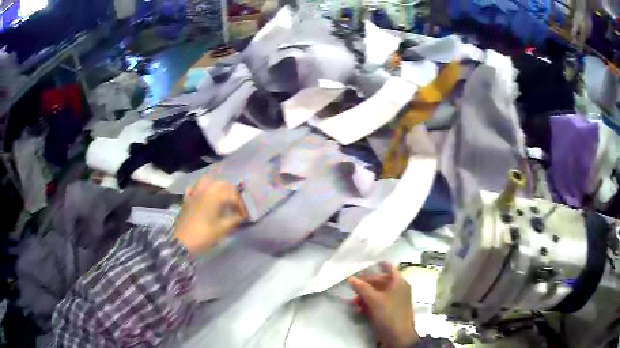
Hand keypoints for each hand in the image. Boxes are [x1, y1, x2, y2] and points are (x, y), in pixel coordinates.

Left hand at [174, 177, 246, 253]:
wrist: (182, 242)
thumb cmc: (203, 235)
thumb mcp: (222, 229)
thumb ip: (234, 220)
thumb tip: (243, 215)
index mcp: (214, 197)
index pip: (232, 194)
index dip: (240, 203)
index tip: (244, 213)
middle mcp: (204, 191)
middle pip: (220, 183)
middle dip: (230, 191)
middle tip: (234, 202)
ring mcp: (194, 194)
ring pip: (205, 180)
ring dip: (214, 184)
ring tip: (219, 194)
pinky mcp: (186, 200)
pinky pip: (192, 188)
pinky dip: (198, 188)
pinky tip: (201, 195)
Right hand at [349, 262, 418, 347]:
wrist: (398, 337)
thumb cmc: (389, 314)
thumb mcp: (374, 300)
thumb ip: (362, 288)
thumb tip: (351, 278)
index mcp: (399, 282)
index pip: (389, 268)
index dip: (378, 265)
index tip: (364, 265)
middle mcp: (398, 289)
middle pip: (380, 281)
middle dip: (365, 284)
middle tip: (352, 287)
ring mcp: (394, 301)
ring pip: (377, 293)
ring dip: (364, 296)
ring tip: (353, 303)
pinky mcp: (389, 311)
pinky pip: (377, 303)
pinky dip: (368, 305)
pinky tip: (358, 310)